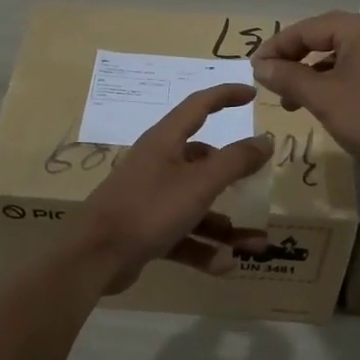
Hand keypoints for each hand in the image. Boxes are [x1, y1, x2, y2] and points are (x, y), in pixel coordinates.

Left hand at [60, 84, 272, 293]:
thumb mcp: (199, 183)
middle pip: (204, 162)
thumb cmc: (149, 208)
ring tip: (256, 245)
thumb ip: (235, 161)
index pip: (199, 106)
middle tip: (260, 184)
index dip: (226, 96)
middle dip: (235, 178)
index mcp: (166, 141)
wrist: (95, 256)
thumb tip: (265, 139)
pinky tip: (224, 264)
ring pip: (198, 206)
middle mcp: (158, 164)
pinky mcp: (147, 230)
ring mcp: (152, 198)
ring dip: (227, 225)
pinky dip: (204, 248)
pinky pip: (184, 234)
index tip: (252, 94)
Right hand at [251, 11, 359, 180]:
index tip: (253, 69)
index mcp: (359, 28)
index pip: (306, 28)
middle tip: (266, 80)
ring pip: (334, 56)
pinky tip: (315, 104)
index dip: (276, 46)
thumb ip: (288, 77)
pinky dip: (327, 83)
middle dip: (291, 59)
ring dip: (307, 74)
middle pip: (321, 37)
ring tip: (286, 100)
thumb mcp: (324, 98)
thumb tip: (260, 66)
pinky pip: (349, 71)